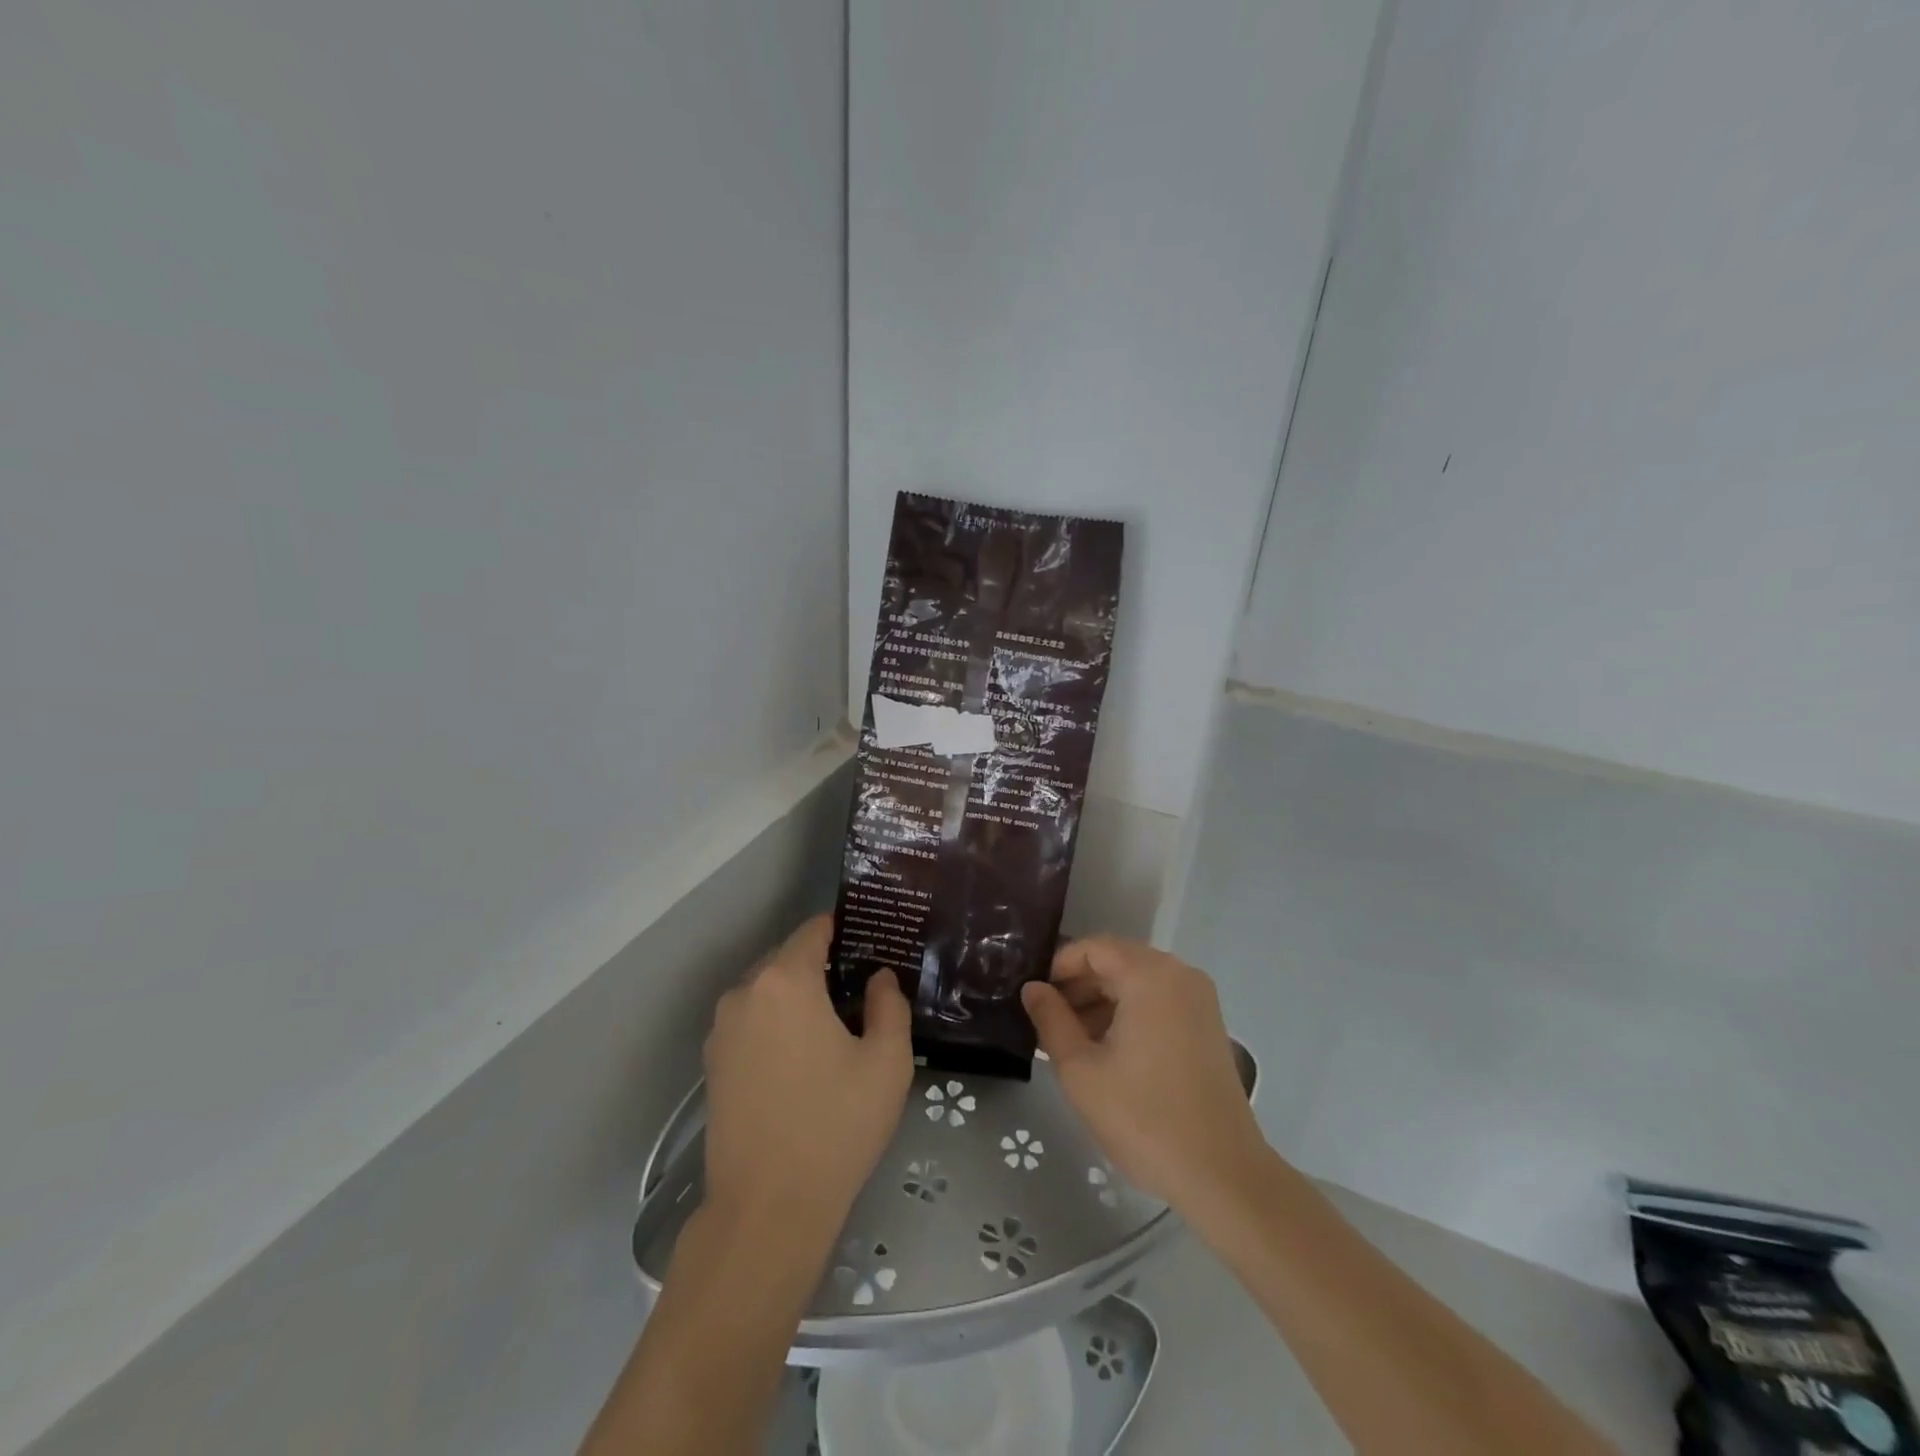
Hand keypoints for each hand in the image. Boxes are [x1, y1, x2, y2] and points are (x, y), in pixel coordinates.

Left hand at [702, 916, 913, 1236]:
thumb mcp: (887, 1062)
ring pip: (768, 992)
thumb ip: (889, 1005)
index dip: (844, 931)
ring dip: (797, 998)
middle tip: (861, 993)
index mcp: (785, 981)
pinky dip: (776, 1025)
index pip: (814, 931)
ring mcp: (721, 1029)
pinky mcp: (712, 1063)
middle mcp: (745, 992)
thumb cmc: (835, 1126)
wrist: (766, 1209)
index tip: (872, 945)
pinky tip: (802, 1060)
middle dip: (823, 967)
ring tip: (834, 1028)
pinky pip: (751, 1023)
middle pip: (788, 959)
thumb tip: (878, 978)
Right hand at [1021, 937, 1265, 1209]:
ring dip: (1101, 1001)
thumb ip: (1051, 1020)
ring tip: (1069, 1039)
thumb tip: (1032, 988)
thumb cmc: (1144, 1118)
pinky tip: (1105, 1049)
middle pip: (1117, 961)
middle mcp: (1179, 974)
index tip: (1034, 997)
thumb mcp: (1081, 1069)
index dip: (1058, 966)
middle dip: (1078, 985)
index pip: (1093, 948)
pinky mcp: (1207, 1024)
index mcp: (1150, 975)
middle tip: (1046, 1020)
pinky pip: (1158, 1001)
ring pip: (1136, 982)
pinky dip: (1128, 1013)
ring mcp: (1198, 999)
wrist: (1222, 1175)